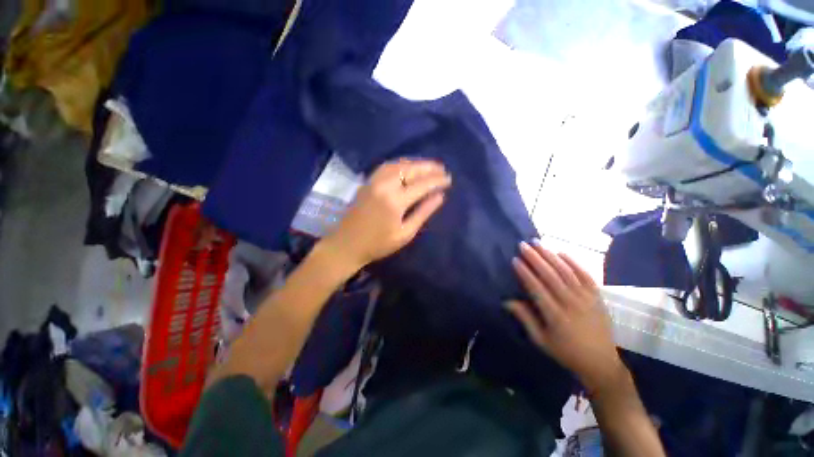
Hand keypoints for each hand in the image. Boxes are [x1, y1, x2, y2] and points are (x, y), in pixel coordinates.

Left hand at [321, 159, 450, 270]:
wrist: (347, 244)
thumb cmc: (378, 244)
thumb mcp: (405, 233)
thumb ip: (423, 212)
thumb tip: (440, 196)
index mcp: (395, 200)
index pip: (422, 184)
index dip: (437, 181)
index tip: (449, 179)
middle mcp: (384, 185)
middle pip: (411, 169)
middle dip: (429, 167)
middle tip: (442, 169)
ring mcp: (374, 181)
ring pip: (399, 164)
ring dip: (416, 163)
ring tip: (429, 166)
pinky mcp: (367, 181)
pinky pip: (387, 166)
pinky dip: (401, 164)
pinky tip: (408, 166)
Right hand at [506, 240, 624, 392]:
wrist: (602, 362)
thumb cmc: (566, 352)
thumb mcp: (541, 340)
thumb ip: (525, 319)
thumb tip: (507, 301)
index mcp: (555, 316)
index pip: (537, 288)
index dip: (525, 273)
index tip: (515, 259)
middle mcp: (571, 303)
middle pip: (551, 276)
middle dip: (535, 258)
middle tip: (523, 245)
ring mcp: (587, 298)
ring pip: (566, 272)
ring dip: (551, 256)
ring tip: (538, 243)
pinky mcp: (597, 296)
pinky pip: (585, 275)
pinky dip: (573, 262)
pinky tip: (561, 252)